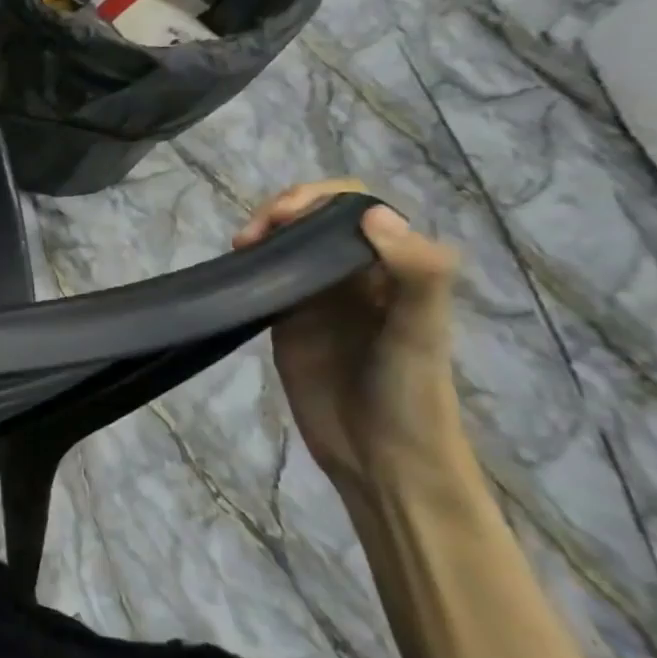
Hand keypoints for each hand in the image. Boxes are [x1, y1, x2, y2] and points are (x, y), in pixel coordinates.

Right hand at [233, 180, 468, 494]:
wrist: (381, 459)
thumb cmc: (411, 395)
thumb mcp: (421, 332)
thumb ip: (415, 272)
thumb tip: (371, 213)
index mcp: (392, 266)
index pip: (356, 205)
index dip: (319, 198)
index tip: (286, 217)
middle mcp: (354, 273)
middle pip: (315, 217)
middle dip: (283, 210)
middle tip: (253, 234)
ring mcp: (318, 296)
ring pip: (288, 242)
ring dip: (263, 232)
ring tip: (240, 247)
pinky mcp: (287, 320)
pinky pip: (267, 276)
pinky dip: (249, 263)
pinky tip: (235, 268)